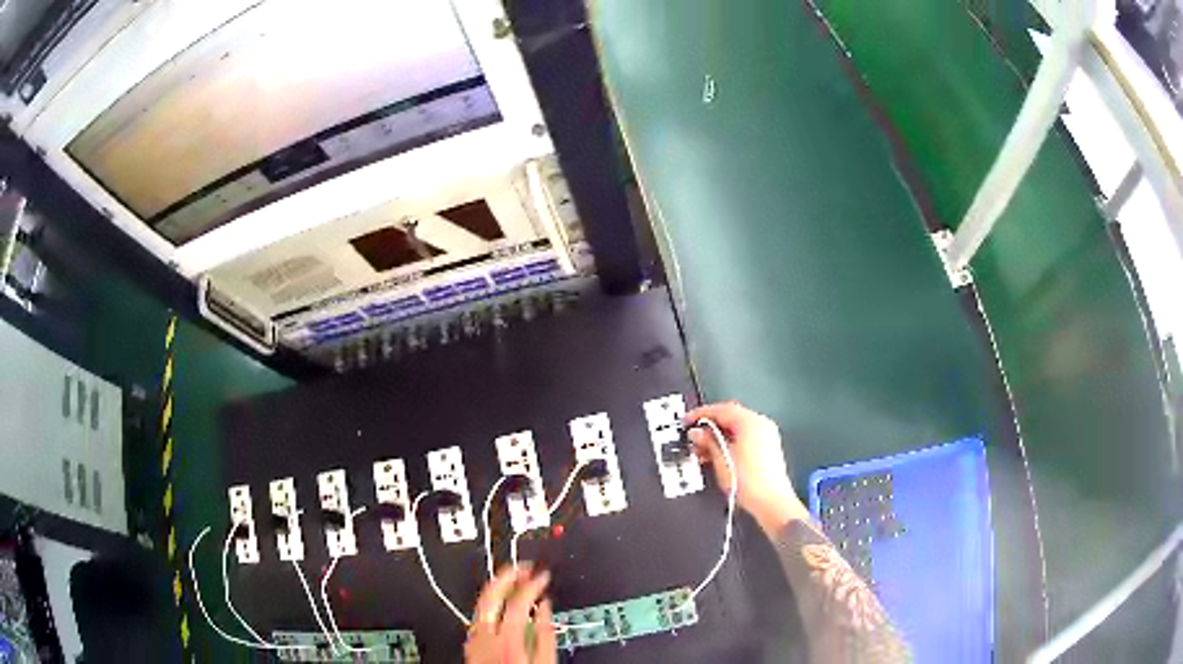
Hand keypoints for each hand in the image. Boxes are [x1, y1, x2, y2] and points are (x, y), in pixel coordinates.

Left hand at [465, 565, 555, 663]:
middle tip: (523, 566)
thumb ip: (545, 634)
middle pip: (490, 595)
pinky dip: (489, 604)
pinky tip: (500, 604)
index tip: (542, 575)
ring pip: (480, 603)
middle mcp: (485, 636)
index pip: (518, 601)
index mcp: (506, 638)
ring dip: (496, 587)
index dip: (532, 583)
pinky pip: (477, 616)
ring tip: (513, 580)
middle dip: (507, 575)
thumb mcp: (544, 661)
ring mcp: (473, 639)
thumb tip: (545, 607)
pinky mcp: (470, 645)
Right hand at [685, 401, 808, 532]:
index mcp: (751, 422)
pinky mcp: (767, 449)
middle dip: (710, 426)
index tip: (688, 420)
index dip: (701, 413)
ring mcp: (767, 436)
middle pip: (730, 417)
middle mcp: (761, 425)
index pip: (722, 409)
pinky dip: (730, 442)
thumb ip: (708, 441)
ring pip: (737, 428)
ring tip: (702, 450)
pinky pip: (745, 437)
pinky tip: (717, 455)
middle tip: (694, 436)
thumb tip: (698, 433)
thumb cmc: (750, 482)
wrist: (770, 503)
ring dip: (719, 436)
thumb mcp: (721, 460)